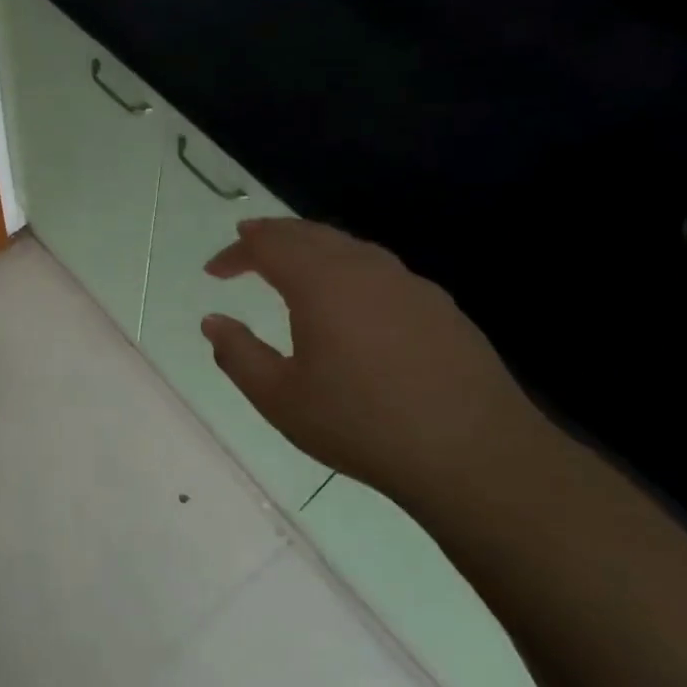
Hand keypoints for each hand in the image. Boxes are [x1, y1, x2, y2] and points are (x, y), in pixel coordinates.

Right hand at [201, 219, 548, 505]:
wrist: (474, 454)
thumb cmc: (361, 424)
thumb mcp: (280, 398)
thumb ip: (238, 354)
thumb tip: (212, 322)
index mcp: (320, 283)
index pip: (268, 245)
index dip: (235, 253)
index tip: (213, 271)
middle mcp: (364, 268)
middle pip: (310, 233)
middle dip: (272, 235)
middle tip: (247, 244)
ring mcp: (408, 284)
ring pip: (349, 246)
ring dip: (312, 248)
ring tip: (292, 265)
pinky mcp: (439, 306)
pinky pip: (380, 270)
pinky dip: (348, 268)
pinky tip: (350, 299)